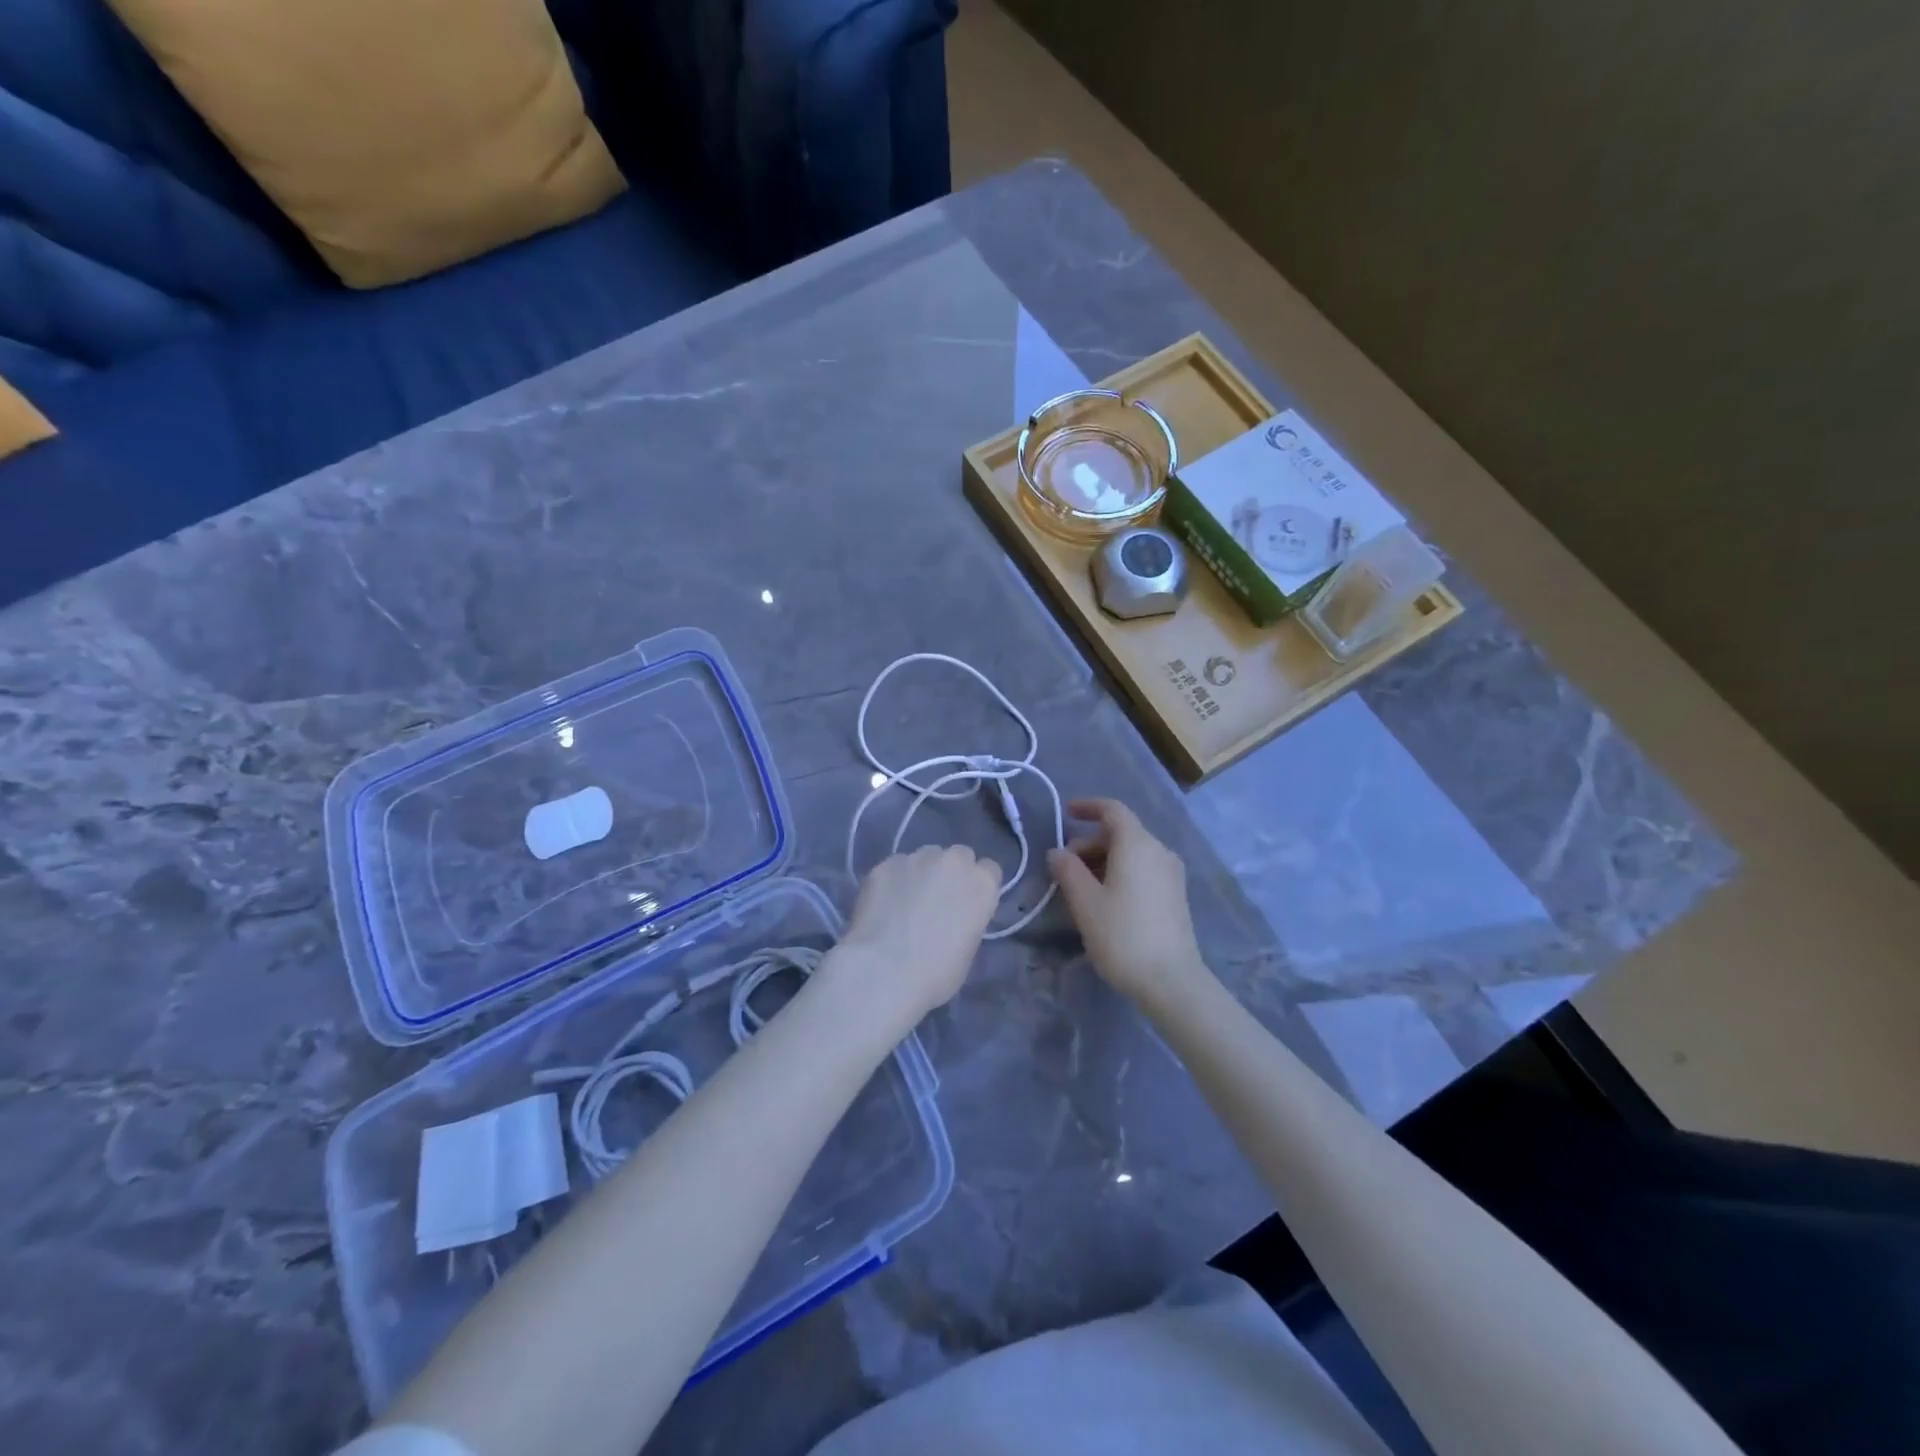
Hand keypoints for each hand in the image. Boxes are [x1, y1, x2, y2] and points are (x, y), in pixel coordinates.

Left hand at [826, 844, 1000, 1028]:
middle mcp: (953, 862)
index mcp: (982, 884)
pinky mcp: (884, 864)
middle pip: (959, 856)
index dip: (978, 885)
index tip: (967, 903)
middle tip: (937, 900)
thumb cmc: (936, 974)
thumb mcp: (969, 950)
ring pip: (924, 857)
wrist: (883, 971)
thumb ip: (968, 920)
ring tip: (904, 902)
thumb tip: (954, 916)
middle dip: (952, 872)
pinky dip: (892, 882)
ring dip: (921, 873)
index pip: (989, 870)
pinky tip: (881, 906)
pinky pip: (894, 868)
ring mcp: (916, 858)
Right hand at [1047, 798, 1206, 1008]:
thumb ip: (1068, 870)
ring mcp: (1171, 874)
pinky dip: (1121, 872)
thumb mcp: (1085, 901)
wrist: (1171, 980)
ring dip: (1103, 859)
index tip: (1066, 813)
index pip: (1113, 810)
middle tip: (1064, 867)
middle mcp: (1159, 851)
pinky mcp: (1176, 895)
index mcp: (1137, 844)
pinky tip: (1105, 898)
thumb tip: (1057, 852)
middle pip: (1121, 833)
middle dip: (1090, 842)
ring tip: (1080, 886)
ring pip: (1132, 853)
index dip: (1088, 807)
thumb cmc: (1122, 935)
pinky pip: (1144, 869)